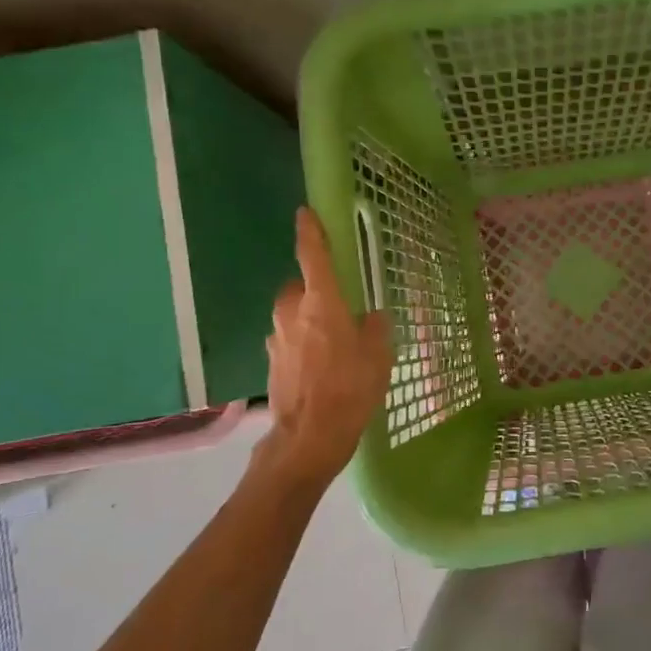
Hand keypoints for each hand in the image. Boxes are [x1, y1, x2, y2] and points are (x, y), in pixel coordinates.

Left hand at [261, 208, 392, 481]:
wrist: (309, 438)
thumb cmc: (350, 389)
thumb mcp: (378, 356)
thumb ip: (376, 327)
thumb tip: (372, 316)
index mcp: (321, 303)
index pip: (313, 256)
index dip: (310, 232)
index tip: (305, 213)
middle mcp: (292, 313)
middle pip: (300, 288)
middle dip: (315, 291)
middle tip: (340, 309)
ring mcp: (277, 338)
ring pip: (293, 316)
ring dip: (308, 321)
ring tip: (333, 345)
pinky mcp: (272, 362)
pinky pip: (290, 340)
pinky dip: (302, 345)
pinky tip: (321, 369)